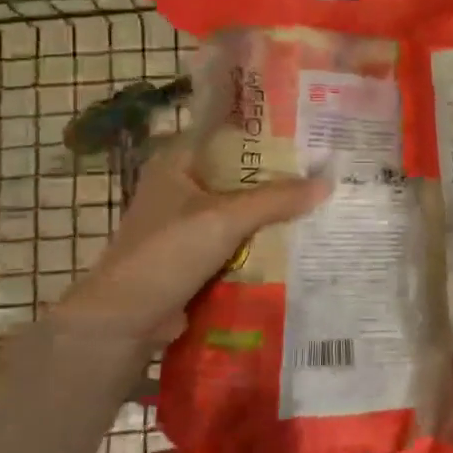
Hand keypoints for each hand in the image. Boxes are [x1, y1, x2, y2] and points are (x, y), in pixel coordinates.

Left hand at [55, 138, 328, 343]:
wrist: (125, 320)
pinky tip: (298, 238)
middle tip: (326, 169)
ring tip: (322, 201)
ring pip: (241, 207)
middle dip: (279, 176)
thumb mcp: (225, 219)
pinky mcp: (195, 253)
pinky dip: (261, 239)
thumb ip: (275, 199)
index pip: (230, 133)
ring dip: (272, 210)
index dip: (268, 132)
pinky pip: (237, 238)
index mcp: (178, 160)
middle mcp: (182, 184)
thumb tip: (328, 182)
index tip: (309, 134)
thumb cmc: (167, 253)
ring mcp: (188, 221)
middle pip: (240, 173)